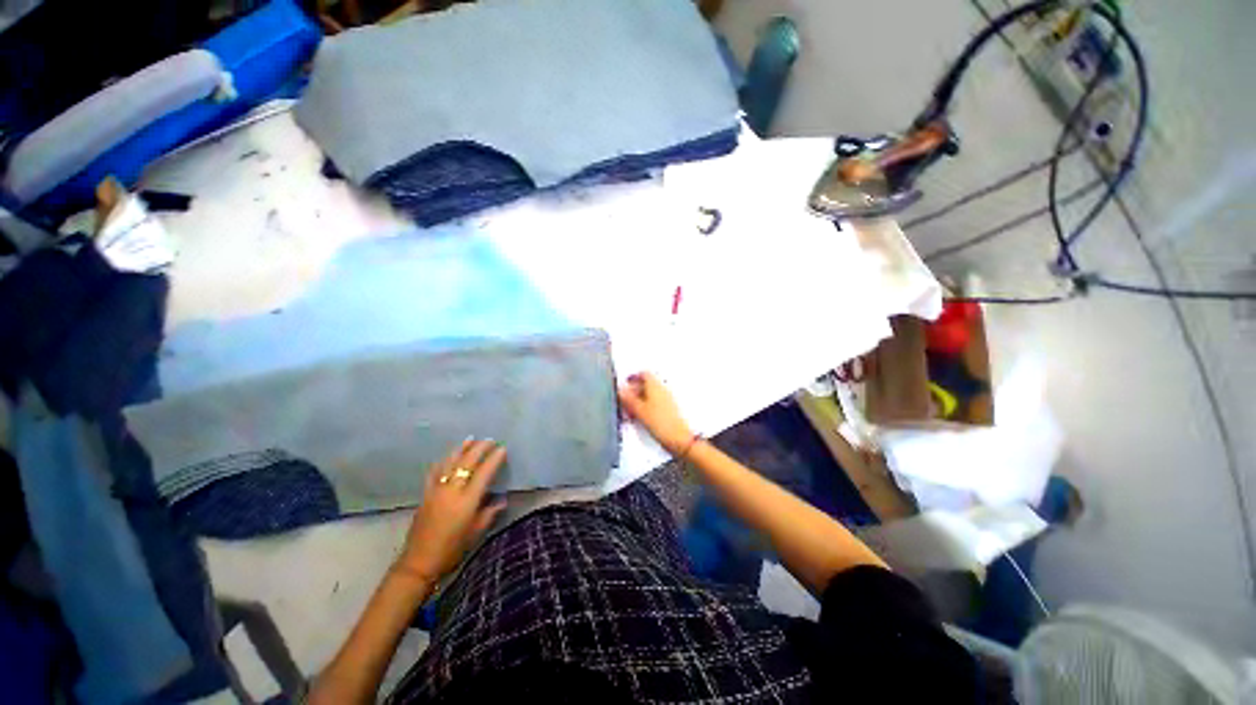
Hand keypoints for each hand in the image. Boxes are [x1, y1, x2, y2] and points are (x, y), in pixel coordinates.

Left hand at [395, 439, 507, 582]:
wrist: (419, 563)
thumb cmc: (452, 550)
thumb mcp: (476, 533)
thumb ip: (489, 513)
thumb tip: (501, 500)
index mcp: (467, 501)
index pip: (483, 473)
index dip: (494, 459)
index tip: (502, 449)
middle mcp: (451, 491)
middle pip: (466, 463)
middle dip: (479, 449)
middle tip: (490, 440)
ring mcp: (436, 491)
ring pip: (449, 463)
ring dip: (461, 449)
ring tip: (470, 439)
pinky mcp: (425, 495)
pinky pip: (435, 472)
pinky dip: (443, 461)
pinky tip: (447, 456)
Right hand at [618, 372, 694, 455]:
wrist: (679, 439)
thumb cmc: (660, 423)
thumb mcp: (638, 410)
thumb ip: (628, 398)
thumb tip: (620, 388)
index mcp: (655, 386)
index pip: (644, 374)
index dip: (633, 377)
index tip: (625, 384)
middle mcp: (662, 389)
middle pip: (646, 384)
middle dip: (634, 390)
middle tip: (624, 400)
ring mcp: (667, 400)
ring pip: (650, 395)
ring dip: (639, 400)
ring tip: (629, 411)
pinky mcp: (669, 411)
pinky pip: (655, 404)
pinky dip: (645, 407)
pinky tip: (640, 418)